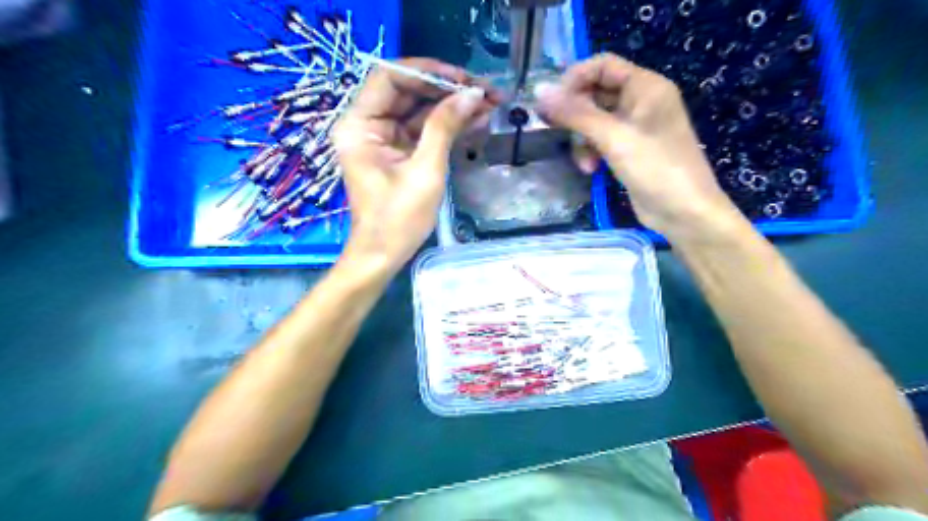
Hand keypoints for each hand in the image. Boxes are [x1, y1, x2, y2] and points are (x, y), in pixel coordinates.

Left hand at [334, 57, 491, 272]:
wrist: (384, 256)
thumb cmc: (399, 219)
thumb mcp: (425, 171)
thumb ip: (445, 127)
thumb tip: (473, 93)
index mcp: (359, 125)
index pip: (389, 77)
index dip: (427, 72)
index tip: (463, 79)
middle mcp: (367, 125)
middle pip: (407, 91)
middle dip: (446, 89)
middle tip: (484, 91)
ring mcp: (383, 139)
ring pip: (418, 110)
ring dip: (451, 107)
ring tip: (489, 104)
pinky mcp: (397, 153)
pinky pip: (422, 130)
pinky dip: (446, 126)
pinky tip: (475, 120)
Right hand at [534, 51, 744, 241]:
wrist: (683, 213)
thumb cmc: (655, 167)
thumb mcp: (613, 138)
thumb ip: (576, 114)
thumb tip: (539, 91)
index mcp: (646, 86)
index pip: (603, 66)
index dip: (575, 79)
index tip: (551, 102)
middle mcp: (641, 102)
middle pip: (596, 94)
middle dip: (576, 114)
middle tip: (552, 129)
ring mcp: (635, 128)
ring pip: (594, 121)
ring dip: (582, 139)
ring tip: (583, 162)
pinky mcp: (629, 151)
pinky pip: (601, 141)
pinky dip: (592, 153)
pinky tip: (591, 170)